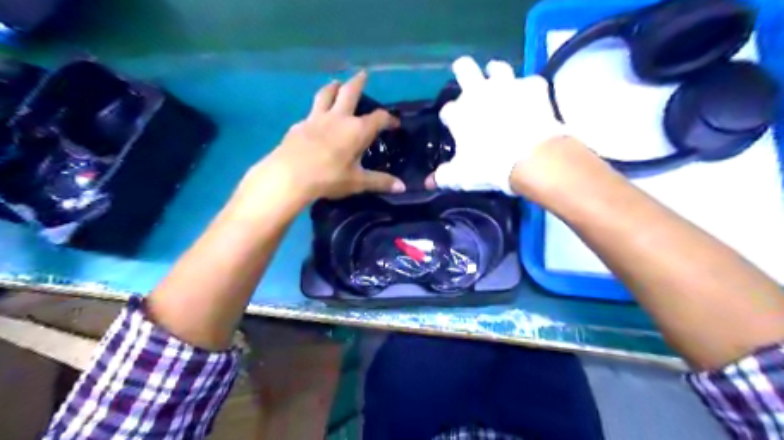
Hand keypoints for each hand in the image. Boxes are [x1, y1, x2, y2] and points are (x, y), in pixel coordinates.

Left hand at [260, 71, 403, 200]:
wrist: (289, 176)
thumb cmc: (329, 178)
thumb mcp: (357, 182)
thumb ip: (380, 182)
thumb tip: (402, 187)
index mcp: (356, 130)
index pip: (378, 118)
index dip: (389, 119)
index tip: (394, 123)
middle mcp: (338, 118)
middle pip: (349, 92)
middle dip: (358, 82)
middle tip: (363, 74)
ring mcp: (315, 118)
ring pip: (325, 94)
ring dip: (333, 87)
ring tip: (336, 84)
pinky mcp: (298, 125)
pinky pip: (310, 113)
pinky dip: (316, 111)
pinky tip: (315, 120)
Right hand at [427, 56, 566, 193]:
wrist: (530, 157)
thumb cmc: (489, 166)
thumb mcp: (461, 176)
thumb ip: (443, 177)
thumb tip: (428, 182)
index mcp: (460, 113)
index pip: (447, 110)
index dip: (449, 117)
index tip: (452, 124)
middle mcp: (480, 92)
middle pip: (465, 68)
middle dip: (463, 70)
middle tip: (466, 76)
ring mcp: (507, 86)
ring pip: (498, 67)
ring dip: (496, 73)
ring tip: (499, 83)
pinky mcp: (533, 87)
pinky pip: (530, 82)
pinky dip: (529, 89)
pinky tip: (531, 98)